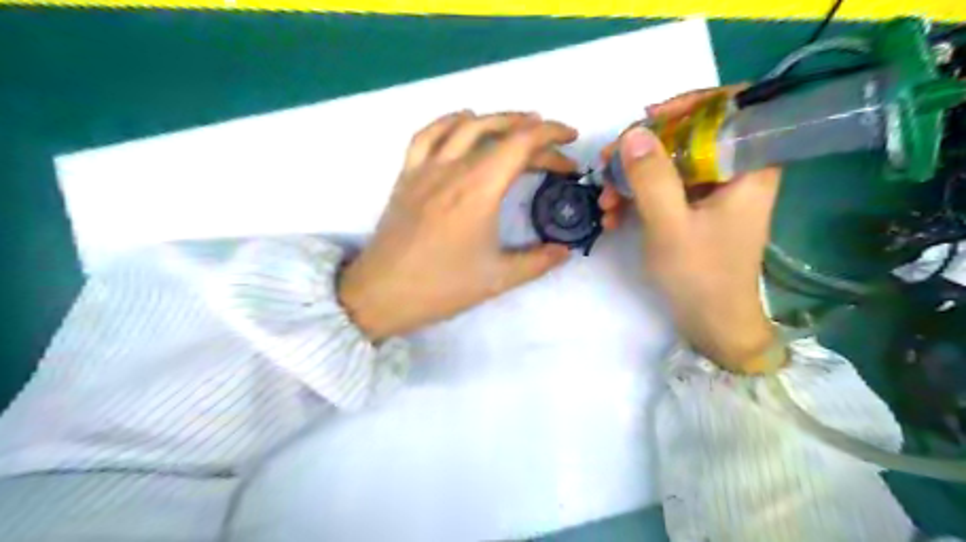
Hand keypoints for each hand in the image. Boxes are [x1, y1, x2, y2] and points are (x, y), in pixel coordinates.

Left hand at [338, 111, 606, 340]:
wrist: (382, 294)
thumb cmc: (441, 287)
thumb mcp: (499, 278)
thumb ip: (539, 261)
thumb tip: (565, 251)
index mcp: (479, 189)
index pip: (522, 143)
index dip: (551, 135)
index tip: (571, 141)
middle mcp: (453, 168)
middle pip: (498, 132)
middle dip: (533, 133)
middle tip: (554, 152)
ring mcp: (426, 168)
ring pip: (464, 124)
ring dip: (497, 119)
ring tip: (519, 127)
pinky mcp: (407, 175)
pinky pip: (428, 134)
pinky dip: (451, 121)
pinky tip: (464, 122)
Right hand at [607, 89, 778, 371]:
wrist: (712, 323)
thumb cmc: (701, 276)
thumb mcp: (670, 225)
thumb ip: (652, 177)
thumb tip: (633, 133)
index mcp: (750, 167)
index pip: (733, 107)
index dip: (691, 103)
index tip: (650, 118)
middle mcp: (736, 172)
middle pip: (691, 135)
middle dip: (644, 148)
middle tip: (608, 163)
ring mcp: (713, 192)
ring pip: (672, 163)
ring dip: (633, 177)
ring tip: (604, 201)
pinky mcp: (696, 209)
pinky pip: (666, 188)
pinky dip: (638, 197)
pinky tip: (612, 216)